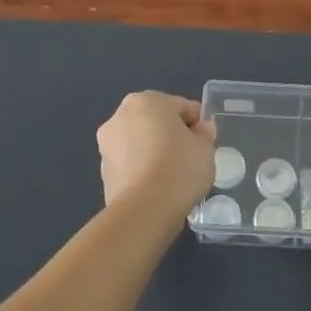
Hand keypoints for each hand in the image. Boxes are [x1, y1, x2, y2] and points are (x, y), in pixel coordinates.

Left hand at [96, 91, 216, 221]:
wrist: (145, 210)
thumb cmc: (179, 167)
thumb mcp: (205, 148)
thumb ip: (204, 134)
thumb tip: (200, 130)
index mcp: (146, 100)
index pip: (181, 107)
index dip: (197, 124)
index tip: (206, 143)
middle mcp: (120, 116)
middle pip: (156, 122)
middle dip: (172, 136)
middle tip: (191, 158)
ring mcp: (107, 145)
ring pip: (141, 143)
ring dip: (155, 152)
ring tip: (174, 176)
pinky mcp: (103, 173)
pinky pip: (131, 164)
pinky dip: (143, 171)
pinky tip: (159, 188)